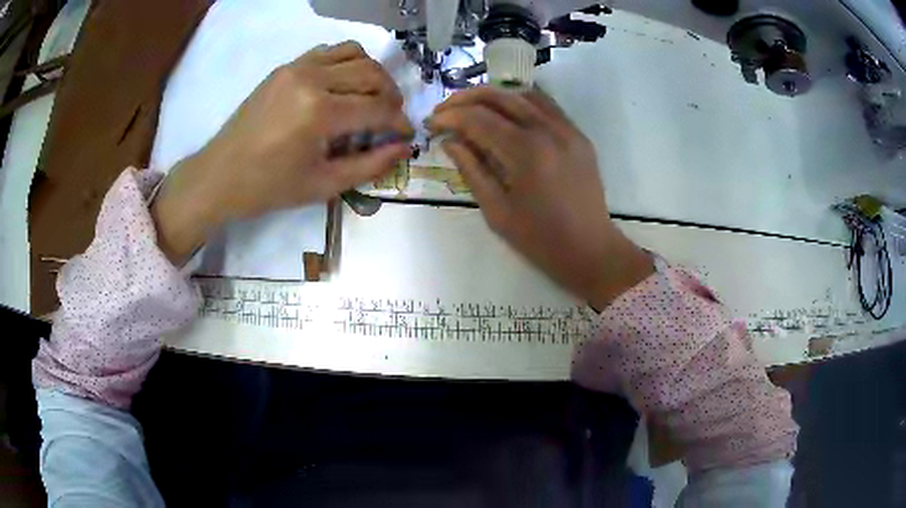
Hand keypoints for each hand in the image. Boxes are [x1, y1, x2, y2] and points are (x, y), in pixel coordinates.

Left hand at [151, 42, 411, 262]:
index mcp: (320, 113)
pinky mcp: (286, 66)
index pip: (378, 108)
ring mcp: (297, 67)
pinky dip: (347, 63)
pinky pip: (329, 51)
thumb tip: (404, 147)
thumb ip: (370, 165)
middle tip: (390, 119)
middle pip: (373, 74)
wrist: (220, 175)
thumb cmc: (269, 187)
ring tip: (371, 98)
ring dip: (372, 74)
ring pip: (355, 54)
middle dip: (391, 97)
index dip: (399, 123)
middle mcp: (312, 79)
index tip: (406, 135)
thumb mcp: (324, 185)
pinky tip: (343, 86)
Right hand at [429, 87, 652, 308]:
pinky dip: (521, 101)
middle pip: (500, 96)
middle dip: (465, 98)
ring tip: (471, 108)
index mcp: (525, 153)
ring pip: (524, 94)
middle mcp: (548, 131)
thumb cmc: (540, 239)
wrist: (590, 249)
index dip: (449, 117)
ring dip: (492, 96)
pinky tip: (506, 112)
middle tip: (444, 110)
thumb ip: (471, 170)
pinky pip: (547, 105)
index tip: (431, 124)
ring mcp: (568, 129)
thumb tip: (449, 141)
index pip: (478, 119)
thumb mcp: (497, 211)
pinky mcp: (578, 135)